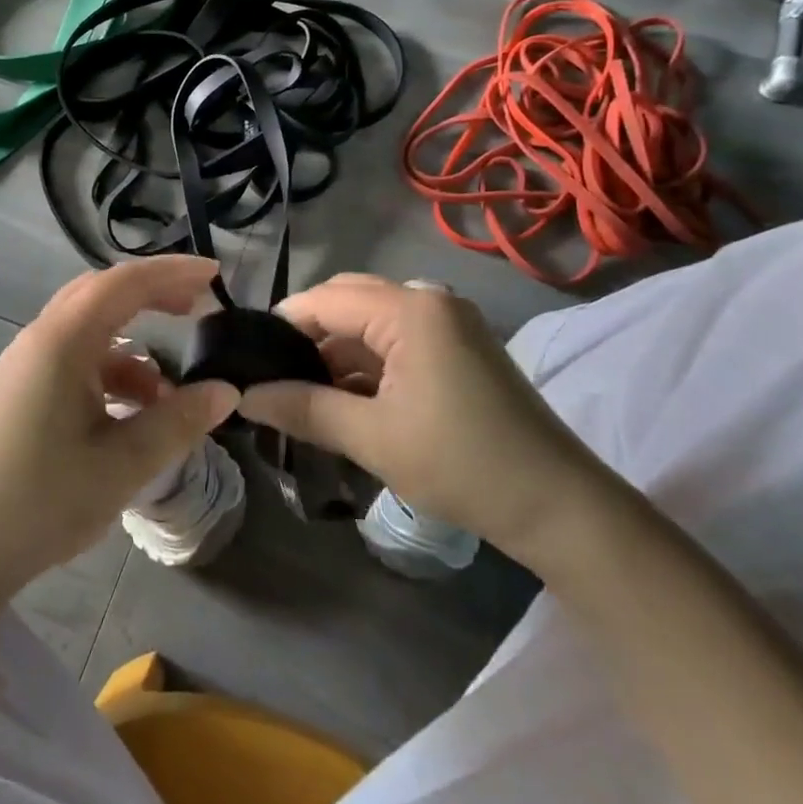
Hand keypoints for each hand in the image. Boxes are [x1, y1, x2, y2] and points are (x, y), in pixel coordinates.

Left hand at [0, 256, 237, 602]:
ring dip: (131, 345)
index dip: (173, 272)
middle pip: (102, 294)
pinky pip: (72, 361)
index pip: (125, 282)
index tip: (215, 275)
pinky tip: (129, 413)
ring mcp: (23, 366)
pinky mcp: (16, 393)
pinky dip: (108, 373)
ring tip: (169, 389)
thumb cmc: (36, 503)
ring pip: (87, 331)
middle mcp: (40, 339)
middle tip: (196, 309)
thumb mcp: (120, 466)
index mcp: (63, 341)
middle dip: (152, 295)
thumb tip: (225, 390)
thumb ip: (177, 422)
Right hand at [239, 274, 609, 559]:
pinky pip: (397, 337)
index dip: (281, 326)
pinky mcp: (459, 344)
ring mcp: (448, 320)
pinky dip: (368, 361)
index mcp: (409, 309)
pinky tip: (346, 396)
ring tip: (302, 392)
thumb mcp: (372, 438)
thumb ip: (303, 409)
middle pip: (347, 300)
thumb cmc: (461, 465)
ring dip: (337, 351)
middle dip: (308, 336)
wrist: (558, 505)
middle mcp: (429, 298)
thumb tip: (244, 397)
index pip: (324, 300)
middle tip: (273, 378)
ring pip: (371, 320)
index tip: (248, 360)